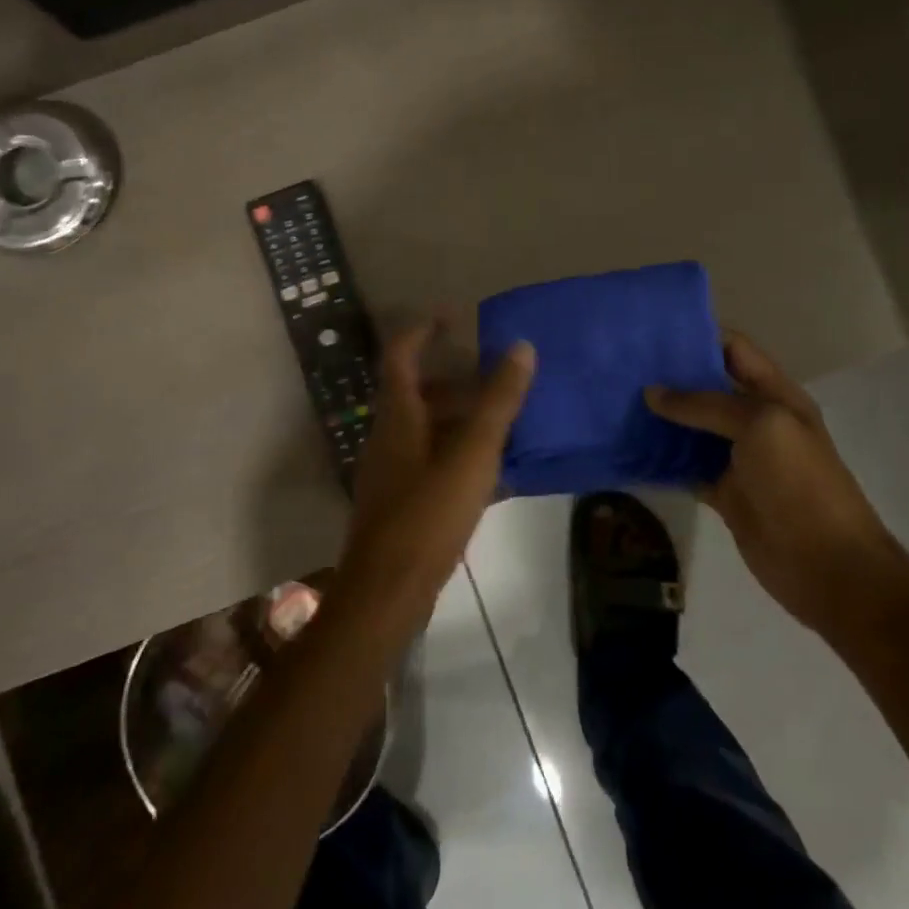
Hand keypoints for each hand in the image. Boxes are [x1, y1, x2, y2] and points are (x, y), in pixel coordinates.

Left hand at [338, 319, 535, 626]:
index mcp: (398, 416)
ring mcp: (391, 472)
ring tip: (502, 421)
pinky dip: (458, 453)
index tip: (453, 316)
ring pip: (425, 428)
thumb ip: (498, 401)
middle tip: (494, 375)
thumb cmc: (428, 514)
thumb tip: (522, 347)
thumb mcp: (472, 453)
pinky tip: (491, 473)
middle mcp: (388, 436)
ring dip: (459, 418)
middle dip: (453, 379)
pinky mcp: (400, 502)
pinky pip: (430, 461)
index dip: (423, 330)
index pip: (401, 355)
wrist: (386, 592)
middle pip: (416, 393)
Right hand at [644, 330, 901, 635]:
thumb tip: (652, 392)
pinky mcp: (723, 492)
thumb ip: (706, 405)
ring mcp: (739, 458)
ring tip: (614, 401)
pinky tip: (628, 449)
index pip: (734, 349)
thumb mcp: (760, 427)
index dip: (698, 335)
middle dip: (669, 375)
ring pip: (692, 428)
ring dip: (660, 417)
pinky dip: (660, 459)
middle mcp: (755, 420)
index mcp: (775, 394)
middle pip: (707, 386)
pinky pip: (685, 467)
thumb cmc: (800, 485)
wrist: (828, 567)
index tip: (650, 330)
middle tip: (620, 365)